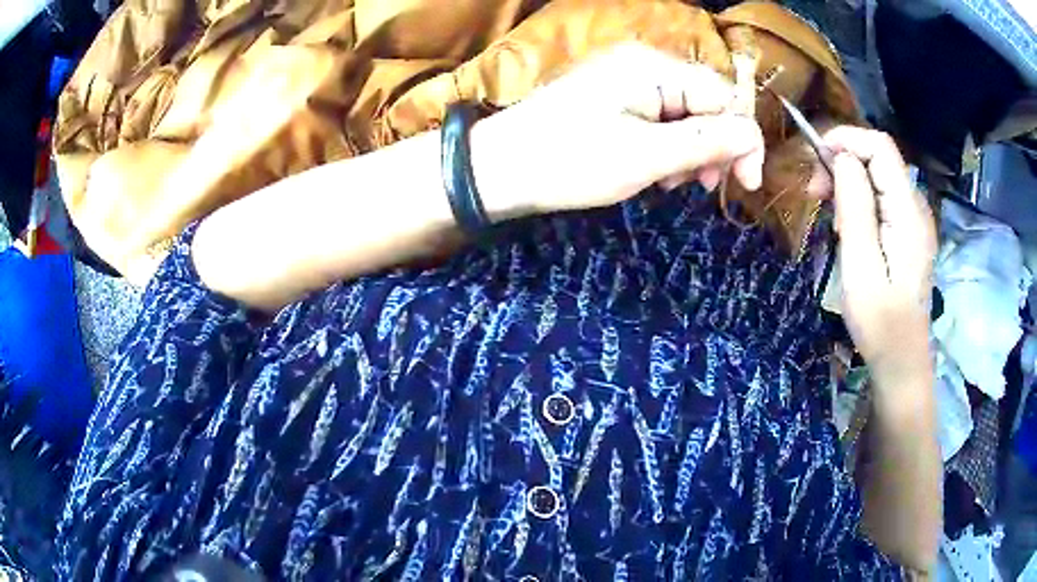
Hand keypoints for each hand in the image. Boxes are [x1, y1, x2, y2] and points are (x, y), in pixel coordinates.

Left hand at [470, 42, 764, 218]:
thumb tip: (751, 137)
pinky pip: (659, 116)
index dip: (742, 140)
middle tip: (699, 186)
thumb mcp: (645, 157)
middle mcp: (644, 62)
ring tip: (669, 182)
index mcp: (654, 68)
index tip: (744, 185)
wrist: (501, 168)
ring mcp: (626, 77)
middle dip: (713, 146)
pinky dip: (666, 144)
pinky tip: (654, 169)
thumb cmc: (570, 161)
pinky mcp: (614, 95)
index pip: (724, 96)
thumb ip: (705, 143)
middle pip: (706, 102)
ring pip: (684, 112)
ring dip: (690, 149)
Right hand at [825, 126, 936, 386]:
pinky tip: (847, 227)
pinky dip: (858, 199)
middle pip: (878, 157)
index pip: (880, 146)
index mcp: (908, 212)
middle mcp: (916, 206)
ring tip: (829, 216)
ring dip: (847, 182)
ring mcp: (914, 218)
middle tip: (815, 195)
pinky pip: (881, 196)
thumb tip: (842, 158)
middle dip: (842, 162)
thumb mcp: (861, 267)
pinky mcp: (908, 230)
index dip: (846, 139)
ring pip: (877, 175)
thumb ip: (855, 208)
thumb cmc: (880, 323)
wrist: (901, 359)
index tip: (814, 160)